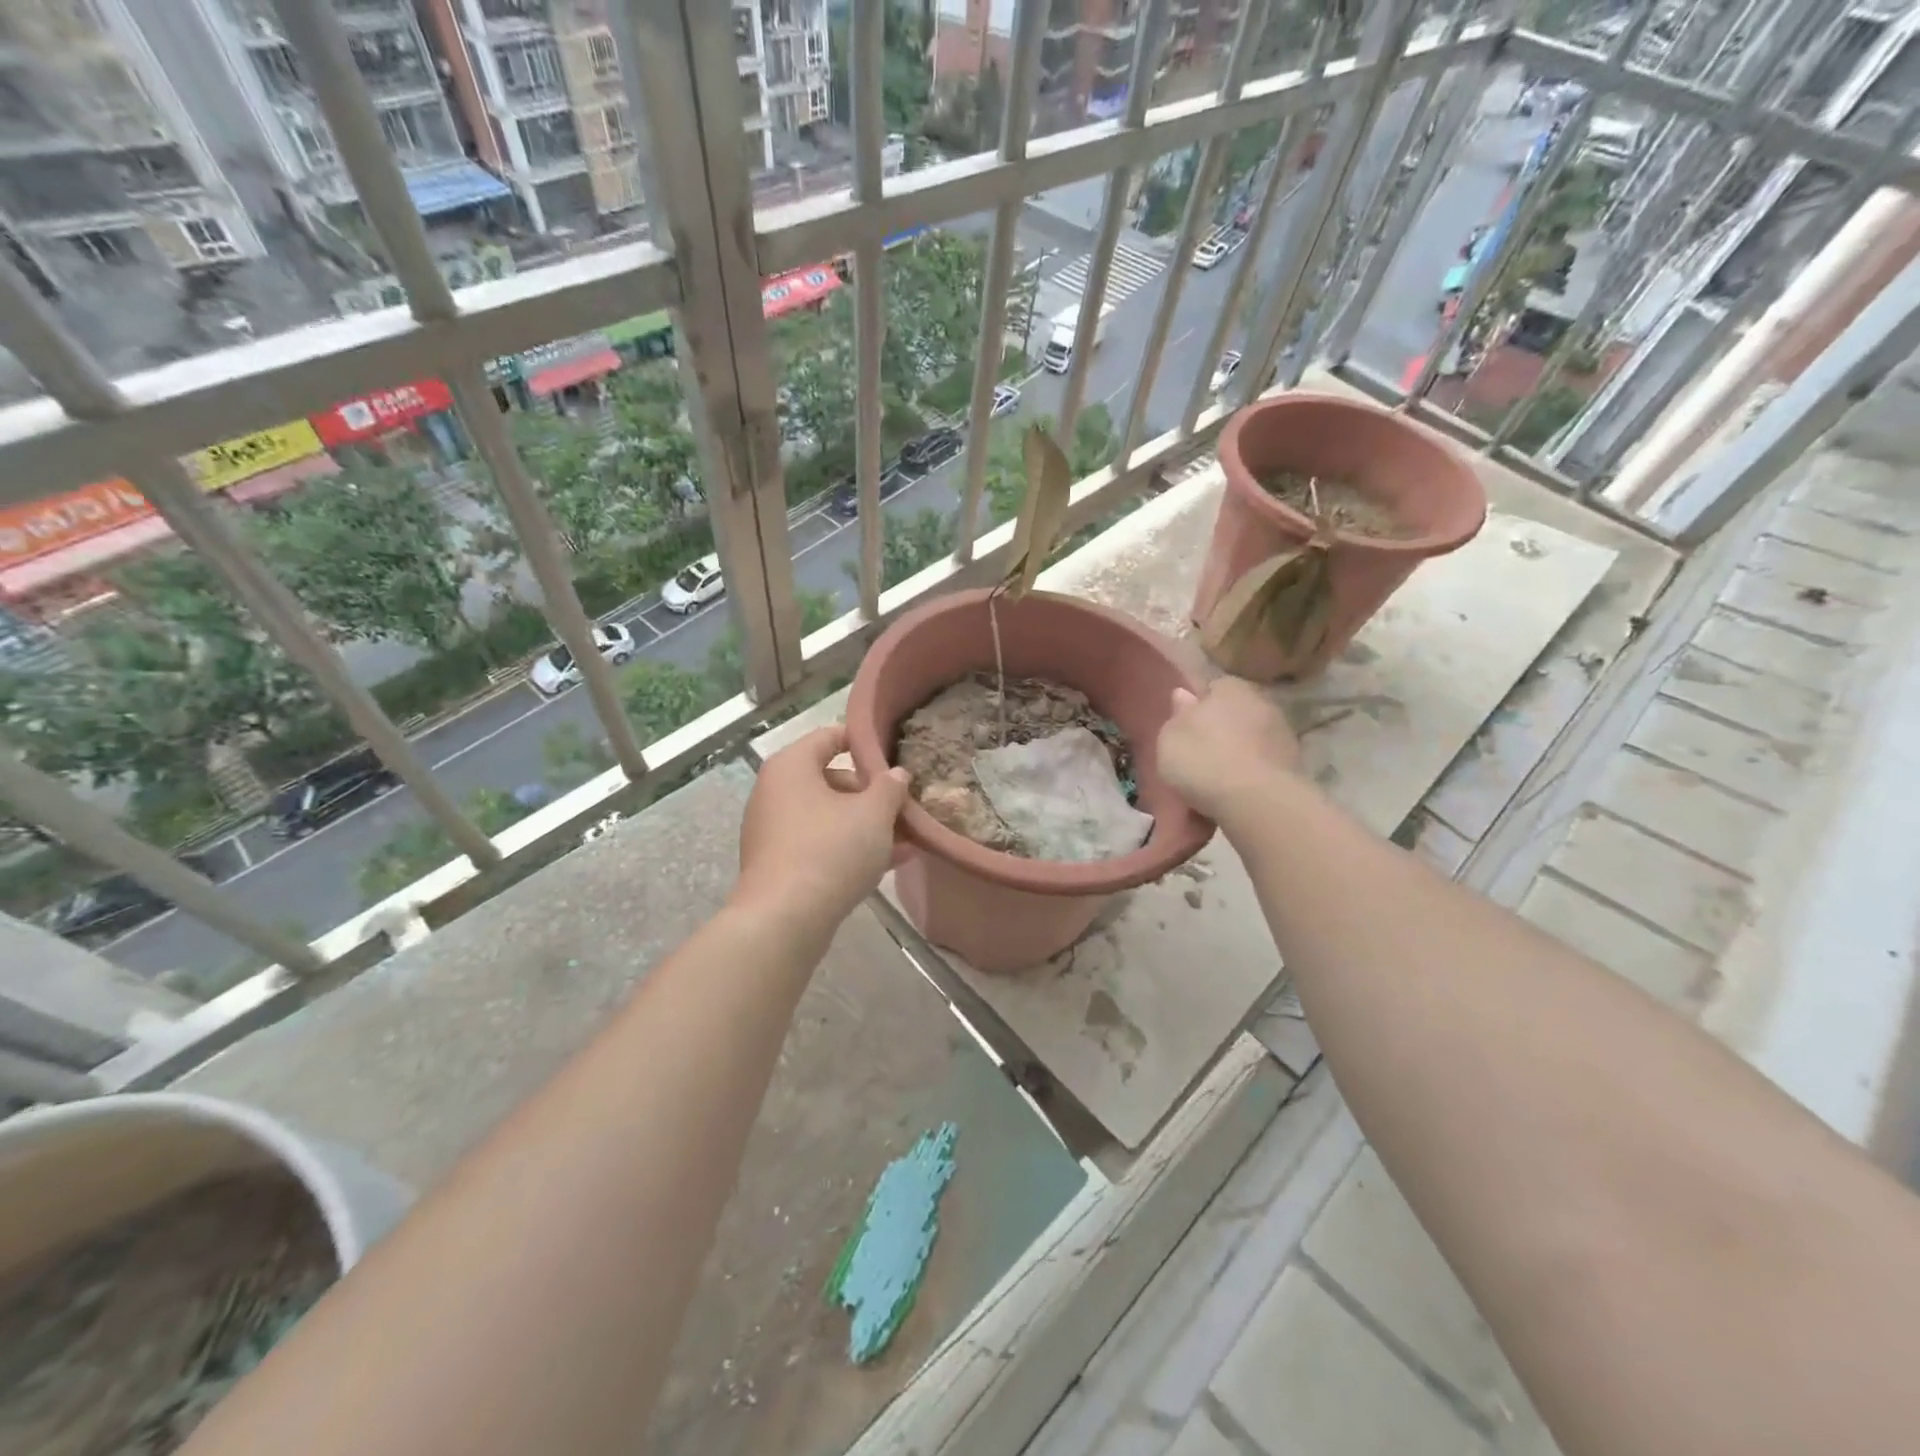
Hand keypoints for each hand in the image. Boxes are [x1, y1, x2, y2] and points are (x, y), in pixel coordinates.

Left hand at [734, 725, 910, 936]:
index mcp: (791, 766)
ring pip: (828, 816)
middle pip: (830, 778)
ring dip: (865, 824)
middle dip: (870, 793)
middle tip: (903, 806)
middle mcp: (775, 791)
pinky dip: (848, 847)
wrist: (784, 920)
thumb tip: (896, 774)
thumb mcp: (874, 814)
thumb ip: (890, 787)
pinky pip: (819, 843)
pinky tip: (887, 863)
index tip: (894, 753)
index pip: (830, 736)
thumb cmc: (830, 851)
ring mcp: (773, 830)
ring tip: (905, 838)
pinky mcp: (777, 863)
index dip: (863, 741)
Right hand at [1157, 679, 1301, 825]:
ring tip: (1213, 786)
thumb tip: (1184, 695)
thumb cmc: (1203, 760)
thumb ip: (1177, 715)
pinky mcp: (1294, 767)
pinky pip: (1260, 769)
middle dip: (1219, 733)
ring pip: (1249, 744)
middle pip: (1234, 716)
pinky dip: (1249, 780)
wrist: (1257, 801)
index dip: (1198, 707)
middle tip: (1198, 758)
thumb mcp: (1170, 737)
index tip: (1185, 729)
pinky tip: (1232, 799)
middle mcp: (1262, 703)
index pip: (1213, 687)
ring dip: (1235, 758)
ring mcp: (1283, 736)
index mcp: (1230, 688)